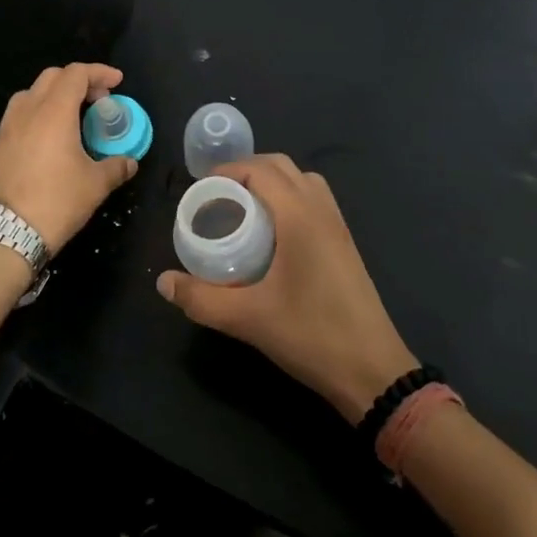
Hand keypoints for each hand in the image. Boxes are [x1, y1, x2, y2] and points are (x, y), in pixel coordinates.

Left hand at [0, 64, 138, 251]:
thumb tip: (129, 162)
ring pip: (31, 94)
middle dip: (78, 81)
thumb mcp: (96, 185)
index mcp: (54, 112)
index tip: (117, 81)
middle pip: (52, 77)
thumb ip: (116, 166)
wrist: (7, 232)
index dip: (99, 72)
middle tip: (98, 100)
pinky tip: (48, 139)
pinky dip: (38, 114)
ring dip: (54, 95)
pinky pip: (18, 116)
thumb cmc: (57, 201)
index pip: (76, 74)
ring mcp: (6, 127)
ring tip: (72, 116)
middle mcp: (27, 110)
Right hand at [155, 155, 416, 422]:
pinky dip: (289, 198)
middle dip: (245, 171)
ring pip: (301, 180)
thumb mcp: (247, 318)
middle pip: (281, 166)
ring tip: (242, 209)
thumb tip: (163, 282)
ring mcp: (338, 225)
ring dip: (270, 182)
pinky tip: (271, 233)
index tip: (200, 190)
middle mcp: (321, 210)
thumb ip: (200, 299)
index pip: (260, 169)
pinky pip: (314, 199)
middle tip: (216, 197)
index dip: (227, 171)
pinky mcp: (344, 242)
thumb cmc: (310, 335)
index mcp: (300, 216)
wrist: (372, 370)